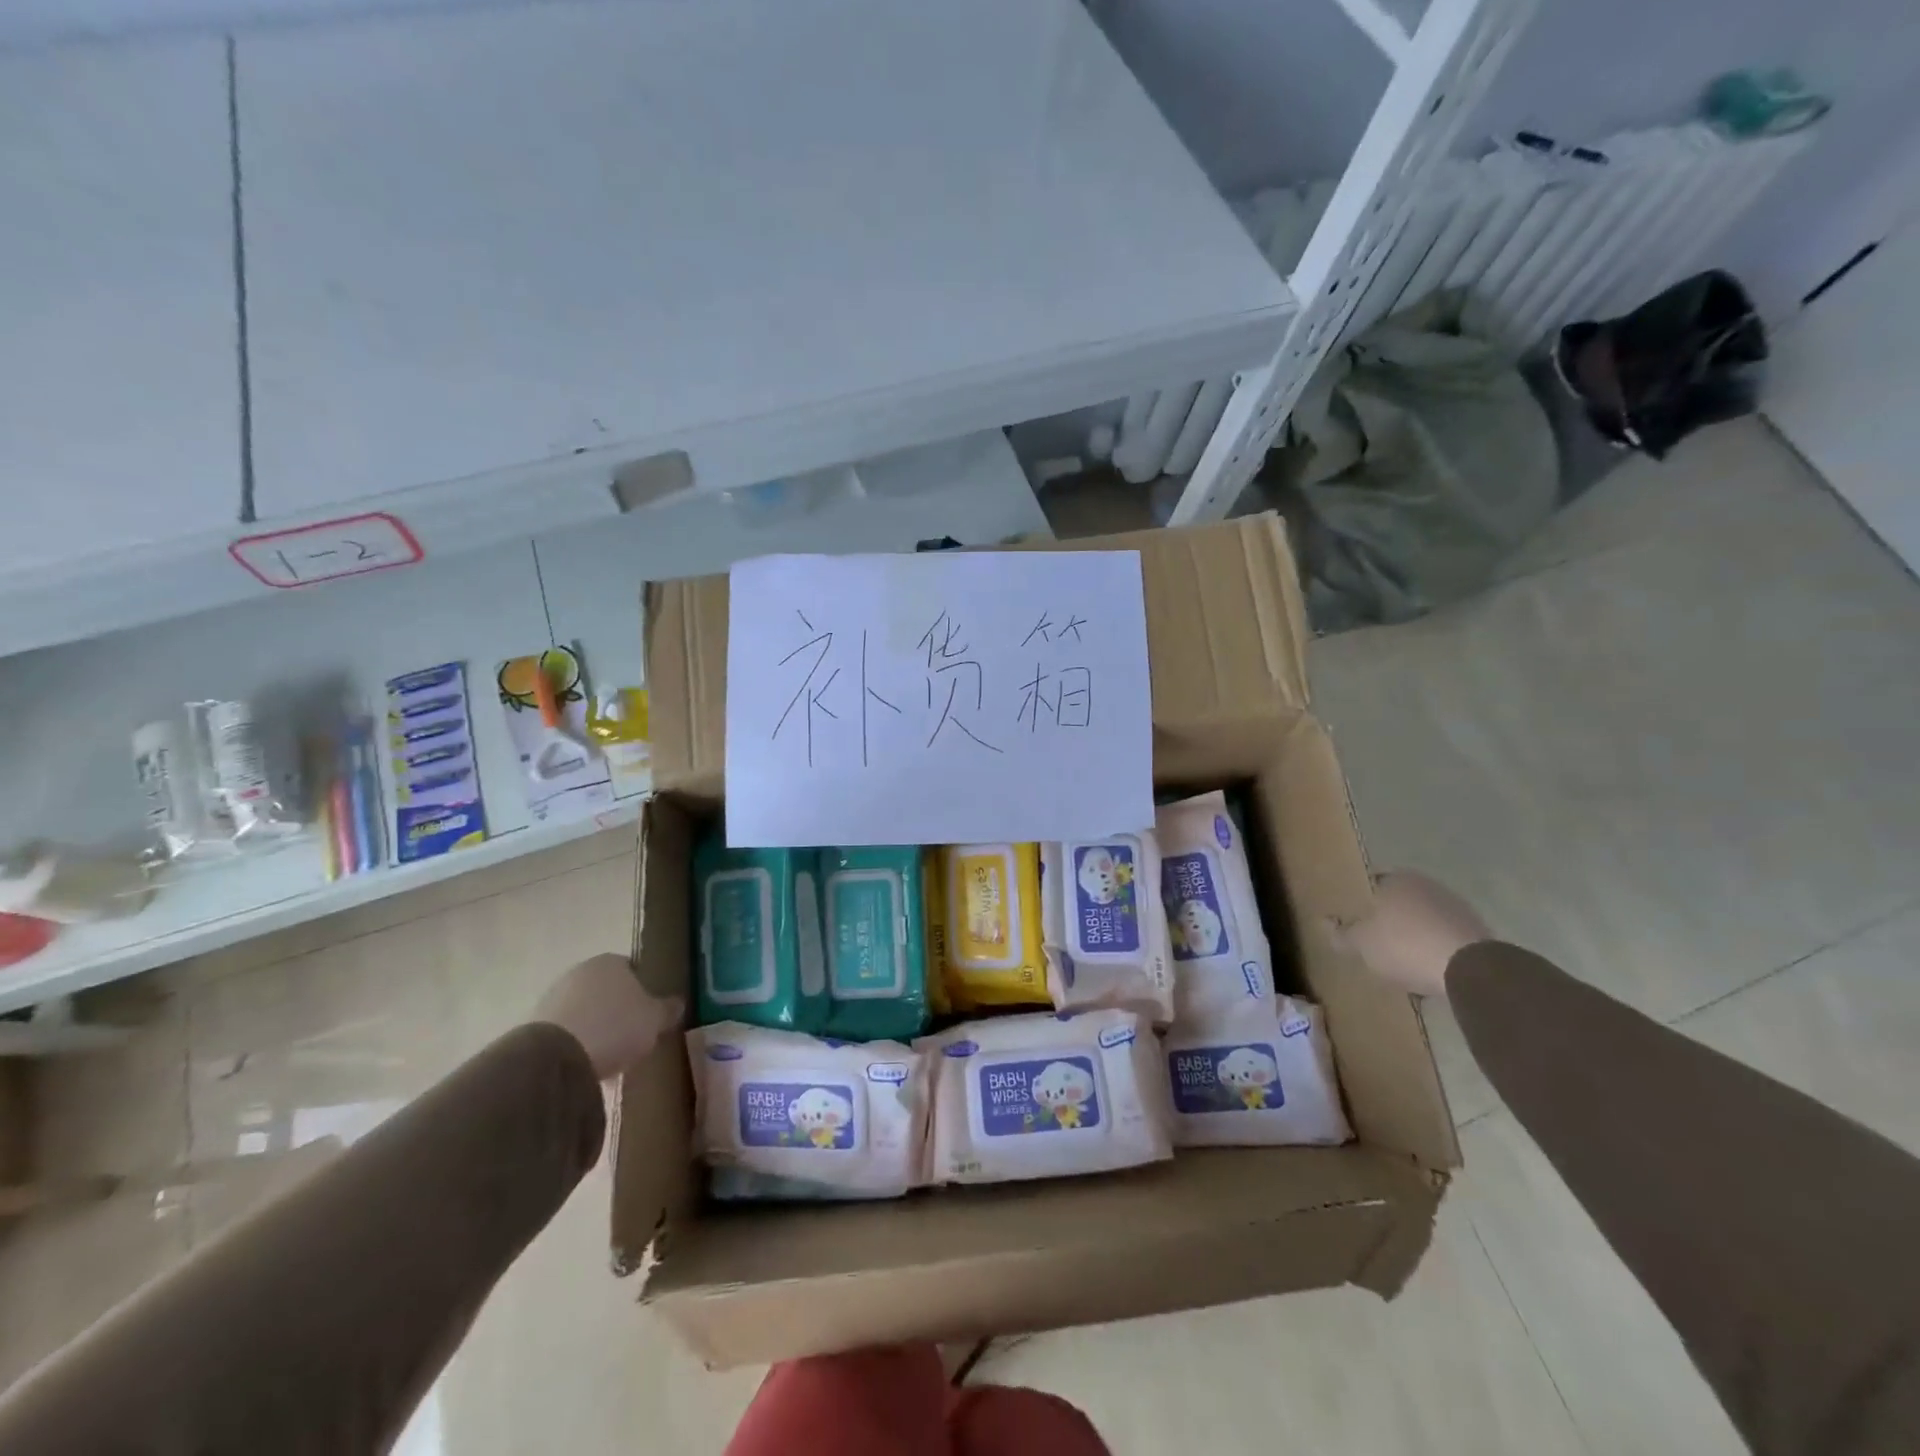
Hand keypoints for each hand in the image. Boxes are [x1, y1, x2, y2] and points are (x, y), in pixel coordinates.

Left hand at [533, 953, 683, 1079]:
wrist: (555, 1057)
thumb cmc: (615, 1027)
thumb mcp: (654, 1020)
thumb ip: (667, 1010)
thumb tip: (677, 1004)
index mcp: (610, 961)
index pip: (633, 969)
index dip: (644, 991)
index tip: (650, 1014)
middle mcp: (580, 972)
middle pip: (606, 991)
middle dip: (617, 1011)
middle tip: (631, 1036)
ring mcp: (553, 997)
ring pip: (584, 1012)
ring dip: (595, 1029)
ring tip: (608, 1058)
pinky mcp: (534, 1025)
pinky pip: (565, 1033)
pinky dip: (576, 1045)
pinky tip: (585, 1066)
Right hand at [1329, 872, 1490, 998]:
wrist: (1470, 968)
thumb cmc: (1404, 946)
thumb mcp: (1361, 944)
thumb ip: (1340, 934)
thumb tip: (1322, 921)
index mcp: (1396, 880)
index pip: (1372, 885)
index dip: (1363, 904)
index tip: (1357, 923)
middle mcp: (1426, 885)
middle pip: (1401, 901)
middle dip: (1390, 919)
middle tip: (1378, 942)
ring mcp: (1455, 906)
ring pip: (1424, 918)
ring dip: (1415, 934)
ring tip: (1405, 960)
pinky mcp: (1477, 930)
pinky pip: (1445, 936)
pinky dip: (1436, 948)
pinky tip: (1430, 968)